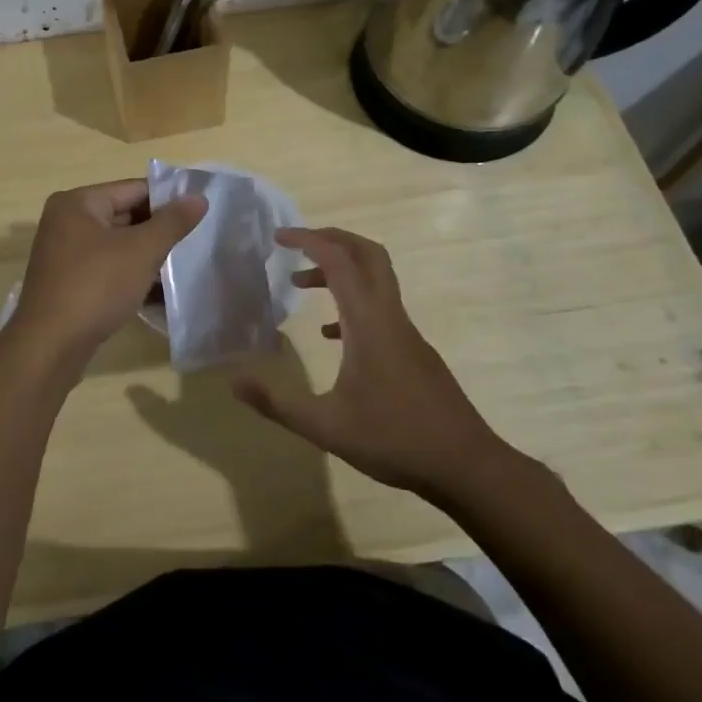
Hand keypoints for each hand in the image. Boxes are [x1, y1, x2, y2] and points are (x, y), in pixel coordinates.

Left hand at [11, 179, 206, 363]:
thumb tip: (199, 197)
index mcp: (78, 203)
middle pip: (124, 216)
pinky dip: (131, 275)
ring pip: (118, 246)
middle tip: (197, 240)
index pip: (133, 189)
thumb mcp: (141, 251)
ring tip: (185, 265)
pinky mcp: (69, 283)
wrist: (50, 346)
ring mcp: (65, 255)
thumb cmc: (96, 286)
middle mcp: (66, 222)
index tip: (201, 211)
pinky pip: (108, 269)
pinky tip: (161, 292)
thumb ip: (172, 222)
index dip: (169, 199)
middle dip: (159, 230)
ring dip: (148, 256)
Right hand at [234, 226, 510, 497]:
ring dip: (339, 270)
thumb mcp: (326, 427)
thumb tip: (235, 382)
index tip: (278, 236)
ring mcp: (406, 332)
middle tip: (296, 243)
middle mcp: (389, 316)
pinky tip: (332, 336)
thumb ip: (278, 403)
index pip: (339, 261)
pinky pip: (380, 308)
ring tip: (301, 285)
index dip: (308, 240)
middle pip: (367, 254)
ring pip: (375, 279)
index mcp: (368, 322)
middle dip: (331, 238)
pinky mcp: (414, 351)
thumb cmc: (394, 439)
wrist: (466, 465)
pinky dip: (352, 303)